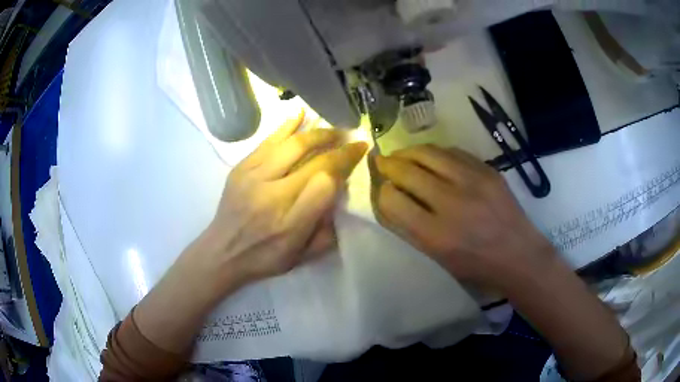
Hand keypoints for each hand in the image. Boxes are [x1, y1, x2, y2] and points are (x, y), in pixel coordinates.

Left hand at [201, 111, 367, 283]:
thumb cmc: (265, 258)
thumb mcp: (302, 257)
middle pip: (312, 160)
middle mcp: (273, 196)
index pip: (326, 183)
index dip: (345, 162)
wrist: (222, 252)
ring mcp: (253, 177)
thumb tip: (337, 195)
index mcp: (291, 223)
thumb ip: (326, 231)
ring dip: (317, 133)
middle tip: (351, 139)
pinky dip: (286, 126)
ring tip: (333, 130)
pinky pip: (267, 141)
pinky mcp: (241, 168)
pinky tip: (300, 114)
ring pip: (291, 145)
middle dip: (338, 145)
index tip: (359, 152)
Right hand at [374, 144, 553, 290]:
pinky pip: (452, 151)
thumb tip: (390, 198)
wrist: (519, 255)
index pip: (392, 199)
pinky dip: (435, 153)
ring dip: (409, 152)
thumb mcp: (438, 258)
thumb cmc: (476, 266)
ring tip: (402, 156)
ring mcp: (473, 181)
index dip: (382, 192)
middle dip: (388, 165)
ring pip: (428, 152)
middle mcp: (453, 203)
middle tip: (382, 163)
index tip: (382, 191)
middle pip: (407, 170)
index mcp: (437, 235)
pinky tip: (431, 158)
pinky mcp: (487, 170)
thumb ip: (411, 228)